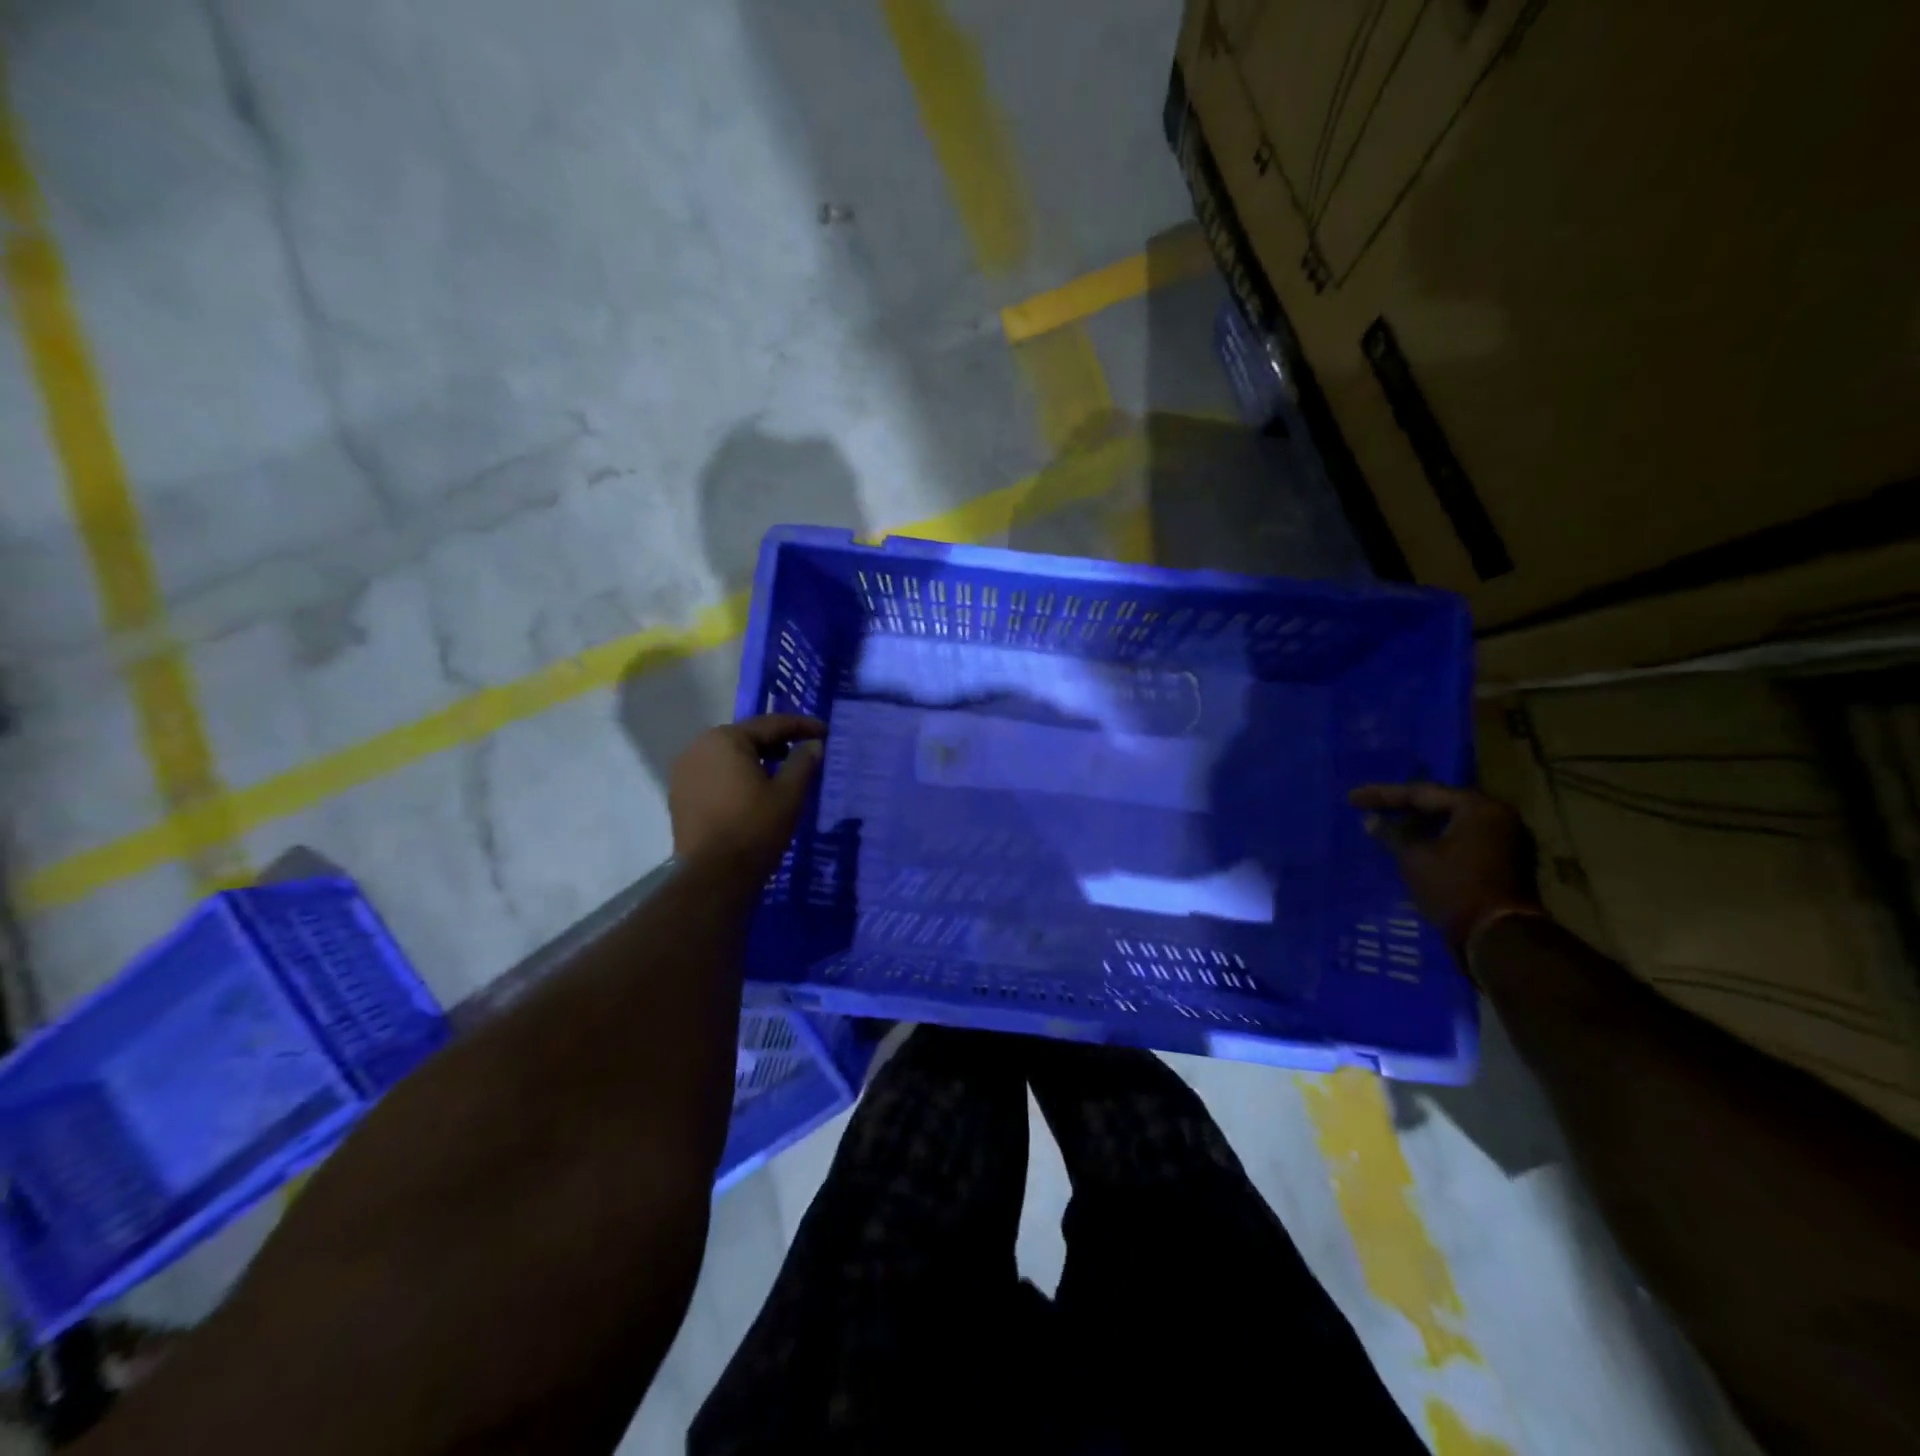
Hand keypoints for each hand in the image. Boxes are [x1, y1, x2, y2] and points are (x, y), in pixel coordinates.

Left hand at [669, 715, 825, 866]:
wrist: (713, 875)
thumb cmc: (755, 828)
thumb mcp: (789, 793)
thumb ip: (803, 762)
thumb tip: (813, 745)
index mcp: (725, 739)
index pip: (770, 724)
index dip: (801, 726)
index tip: (824, 732)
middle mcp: (698, 746)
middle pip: (746, 737)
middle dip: (776, 742)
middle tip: (803, 750)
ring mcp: (684, 771)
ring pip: (728, 755)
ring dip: (755, 758)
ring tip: (780, 770)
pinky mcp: (680, 794)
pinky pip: (714, 773)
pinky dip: (736, 775)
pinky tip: (752, 790)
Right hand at [1349, 782, 1540, 954]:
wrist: (1499, 938)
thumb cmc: (1454, 889)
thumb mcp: (1414, 858)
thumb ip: (1391, 834)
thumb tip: (1370, 820)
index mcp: (1477, 808)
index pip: (1421, 793)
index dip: (1382, 795)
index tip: (1352, 799)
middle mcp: (1497, 816)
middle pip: (1440, 804)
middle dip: (1402, 807)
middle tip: (1370, 808)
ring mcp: (1505, 840)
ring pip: (1451, 823)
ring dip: (1418, 825)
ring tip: (1386, 826)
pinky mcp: (1504, 861)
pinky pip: (1461, 839)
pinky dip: (1435, 839)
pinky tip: (1410, 845)